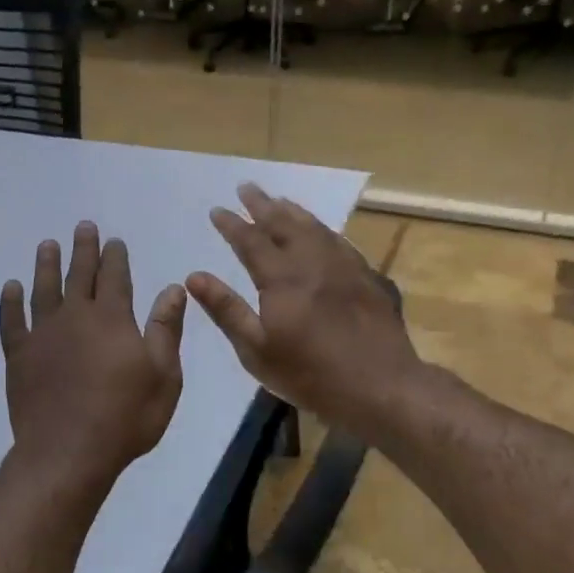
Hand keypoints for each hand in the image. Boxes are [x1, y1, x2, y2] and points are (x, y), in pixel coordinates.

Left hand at [0, 222, 186, 490]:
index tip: (114, 240)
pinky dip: (9, 302)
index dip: (115, 257)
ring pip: (43, 289)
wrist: (68, 452)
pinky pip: (11, 321)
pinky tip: (10, 288)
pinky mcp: (18, 356)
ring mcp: (42, 335)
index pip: (115, 277)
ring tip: (47, 245)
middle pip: (79, 275)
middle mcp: (75, 317)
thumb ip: (166, 329)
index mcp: (112, 319)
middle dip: (83, 249)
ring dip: (46, 265)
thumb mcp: (163, 376)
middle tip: (82, 227)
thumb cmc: (125, 417)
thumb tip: (173, 289)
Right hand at [187, 184, 418, 434]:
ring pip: (314, 227)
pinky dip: (321, 228)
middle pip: (283, 224)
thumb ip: (226, 310)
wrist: (380, 385)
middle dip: (262, 205)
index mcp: (282, 278)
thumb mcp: (257, 350)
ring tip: (278, 199)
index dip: (232, 225)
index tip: (217, 210)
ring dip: (292, 211)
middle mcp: (312, 262)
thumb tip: (193, 277)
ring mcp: (343, 266)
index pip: (250, 241)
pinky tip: (319, 230)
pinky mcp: (366, 276)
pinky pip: (338, 240)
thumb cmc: (310, 374)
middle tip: (247, 187)